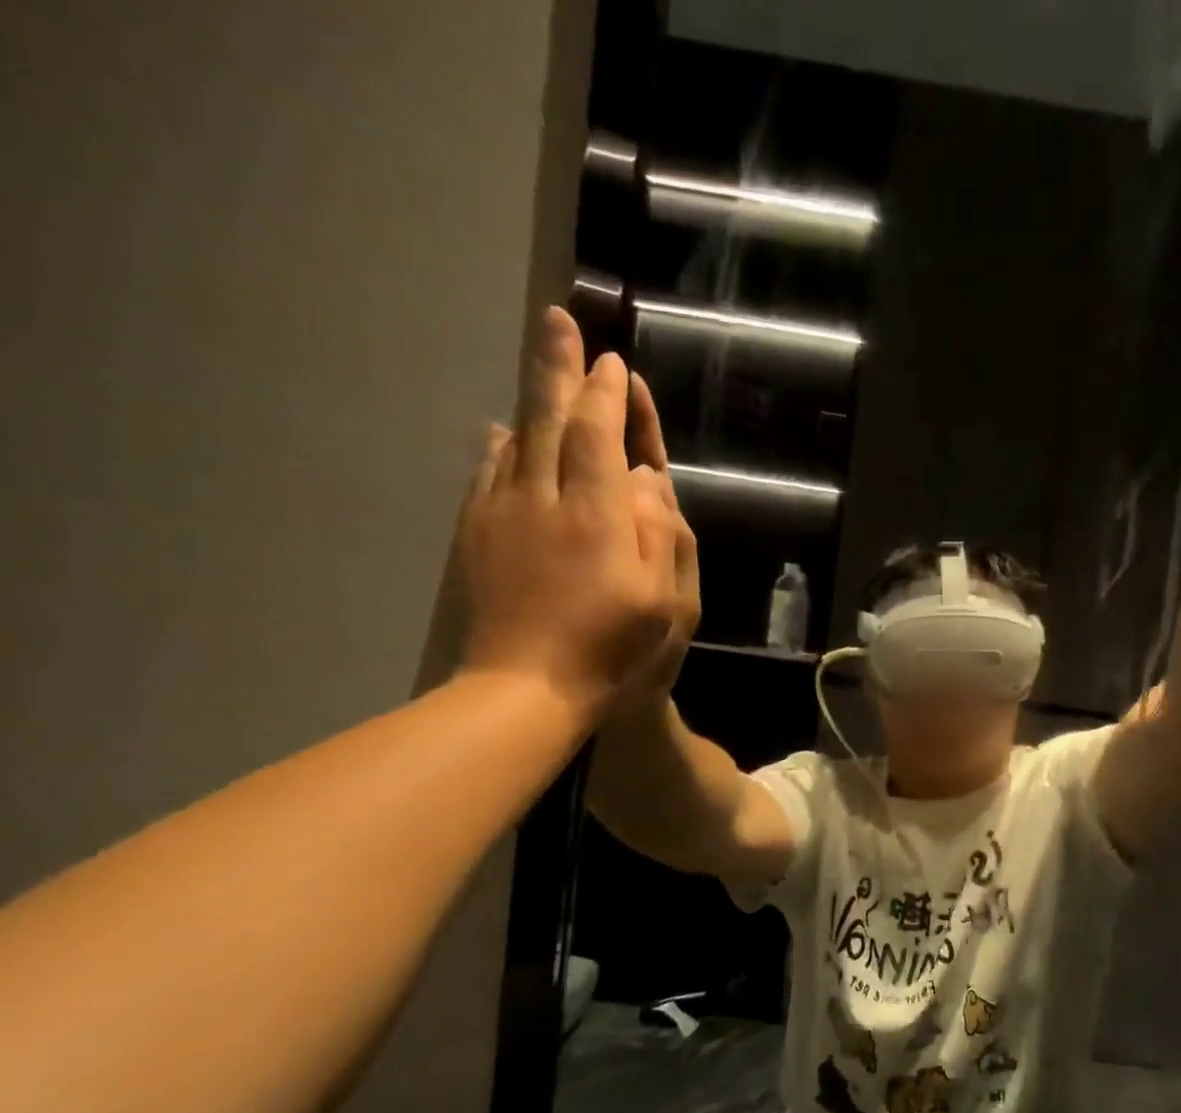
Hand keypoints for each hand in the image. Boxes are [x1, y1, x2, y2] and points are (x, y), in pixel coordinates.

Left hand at [457, 307, 700, 723]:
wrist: (527, 687)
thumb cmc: (612, 649)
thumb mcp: (664, 602)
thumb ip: (659, 533)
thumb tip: (644, 478)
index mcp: (596, 515)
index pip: (601, 436)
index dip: (609, 396)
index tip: (615, 363)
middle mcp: (544, 499)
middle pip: (550, 419)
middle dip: (558, 368)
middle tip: (558, 320)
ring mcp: (503, 514)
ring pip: (516, 440)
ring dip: (533, 401)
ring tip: (540, 372)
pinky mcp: (477, 536)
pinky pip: (488, 472)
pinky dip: (501, 445)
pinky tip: (502, 436)